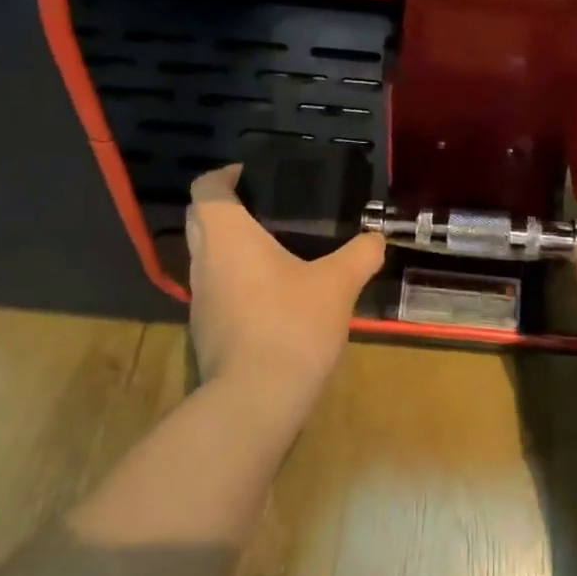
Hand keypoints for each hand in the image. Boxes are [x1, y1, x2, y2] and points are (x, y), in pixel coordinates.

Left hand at [184, 164, 385, 422]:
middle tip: (268, 207)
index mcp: (226, 236)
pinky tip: (274, 293)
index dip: (224, 175)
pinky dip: (237, 280)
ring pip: (207, 257)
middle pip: (199, 220)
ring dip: (232, 247)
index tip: (250, 175)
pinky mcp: (206, 331)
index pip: (205, 189)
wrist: (256, 401)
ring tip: (276, 247)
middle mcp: (204, 261)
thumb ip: (360, 254)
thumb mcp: (338, 284)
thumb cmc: (292, 324)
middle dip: (226, 208)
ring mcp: (199, 299)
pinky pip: (217, 290)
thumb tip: (377, 238)